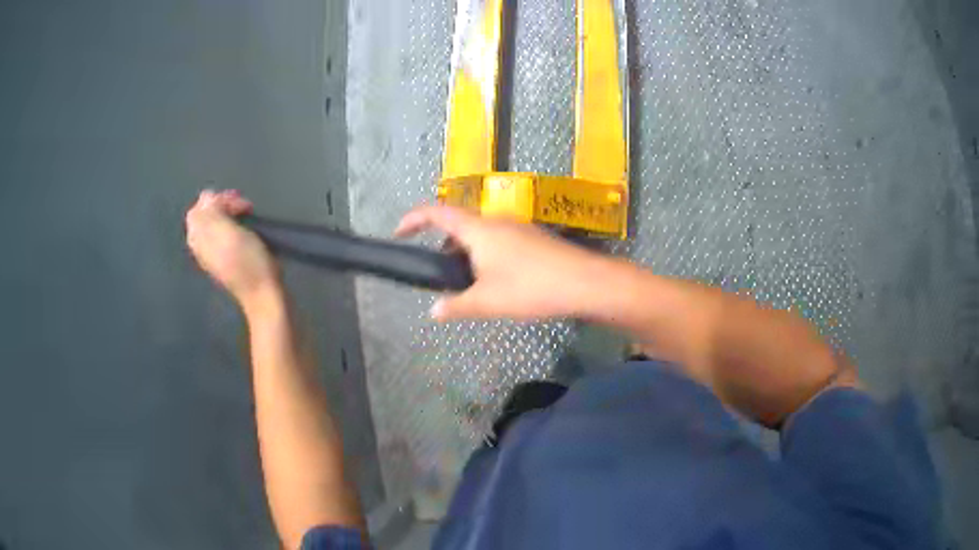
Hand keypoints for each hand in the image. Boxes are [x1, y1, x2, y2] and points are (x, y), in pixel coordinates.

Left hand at [185, 190, 279, 304]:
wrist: (262, 293)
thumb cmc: (248, 261)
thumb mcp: (229, 231)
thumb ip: (212, 211)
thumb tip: (206, 197)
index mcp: (198, 237)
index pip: (199, 207)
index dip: (218, 199)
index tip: (239, 202)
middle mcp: (200, 245)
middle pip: (204, 214)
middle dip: (222, 205)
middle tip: (244, 207)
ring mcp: (211, 254)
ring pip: (212, 224)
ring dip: (228, 215)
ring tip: (245, 217)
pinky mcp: (223, 259)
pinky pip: (220, 234)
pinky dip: (230, 226)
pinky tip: (242, 232)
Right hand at [395, 206, 605, 320]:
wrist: (586, 282)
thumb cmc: (530, 288)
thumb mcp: (487, 301)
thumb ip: (456, 306)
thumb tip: (434, 312)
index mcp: (478, 229)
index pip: (436, 212)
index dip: (413, 219)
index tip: (399, 232)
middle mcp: (496, 220)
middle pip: (459, 224)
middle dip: (442, 246)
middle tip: (440, 274)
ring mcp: (518, 227)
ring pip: (481, 234)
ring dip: (467, 253)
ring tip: (468, 284)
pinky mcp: (534, 238)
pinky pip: (499, 241)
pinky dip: (486, 256)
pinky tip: (498, 282)